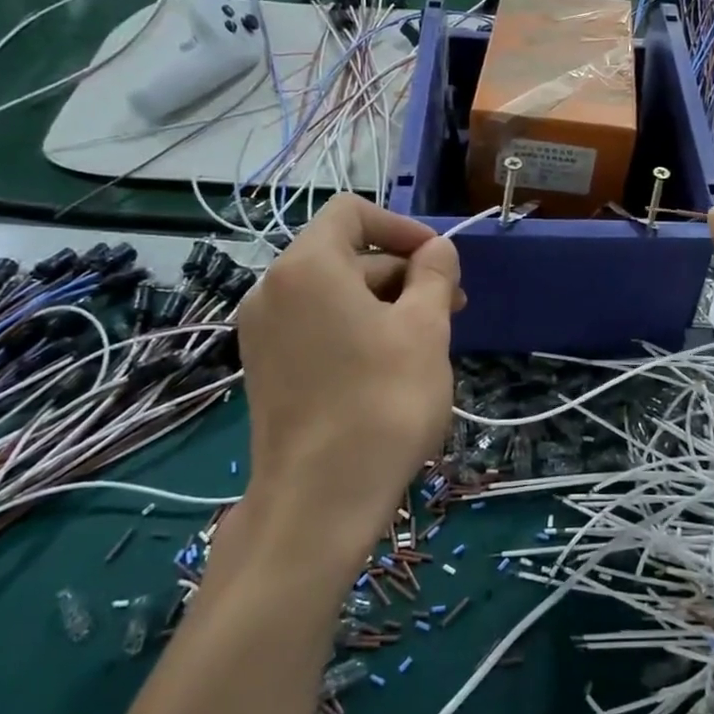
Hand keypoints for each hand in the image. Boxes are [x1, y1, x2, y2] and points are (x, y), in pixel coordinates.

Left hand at [226, 196, 462, 589]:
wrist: (319, 501)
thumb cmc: (382, 402)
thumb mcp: (424, 329)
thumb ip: (434, 275)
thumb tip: (437, 250)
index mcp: (307, 267)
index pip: (352, 212)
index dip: (401, 227)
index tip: (439, 262)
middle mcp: (273, 289)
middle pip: (345, 254)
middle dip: (401, 272)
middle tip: (450, 309)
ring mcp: (262, 332)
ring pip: (333, 294)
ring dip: (384, 303)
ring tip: (428, 341)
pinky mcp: (265, 368)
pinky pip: (316, 326)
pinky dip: (355, 329)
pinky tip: (391, 365)